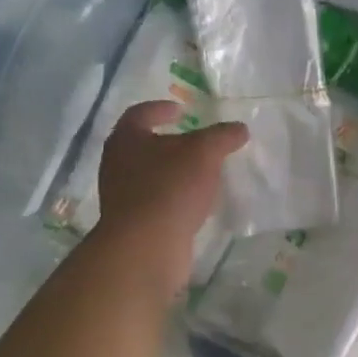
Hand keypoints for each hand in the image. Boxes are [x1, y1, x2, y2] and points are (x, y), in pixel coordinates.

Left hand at [95, 101, 246, 296]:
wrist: (146, 248)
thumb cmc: (170, 189)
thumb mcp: (203, 154)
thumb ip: (222, 137)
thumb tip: (239, 128)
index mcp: (126, 139)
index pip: (141, 114)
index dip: (162, 109)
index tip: (182, 110)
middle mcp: (117, 165)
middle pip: (144, 146)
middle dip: (171, 143)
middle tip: (198, 142)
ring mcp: (123, 197)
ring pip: (151, 176)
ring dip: (174, 173)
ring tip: (203, 174)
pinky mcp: (134, 224)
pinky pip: (157, 202)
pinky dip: (175, 198)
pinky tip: (195, 203)